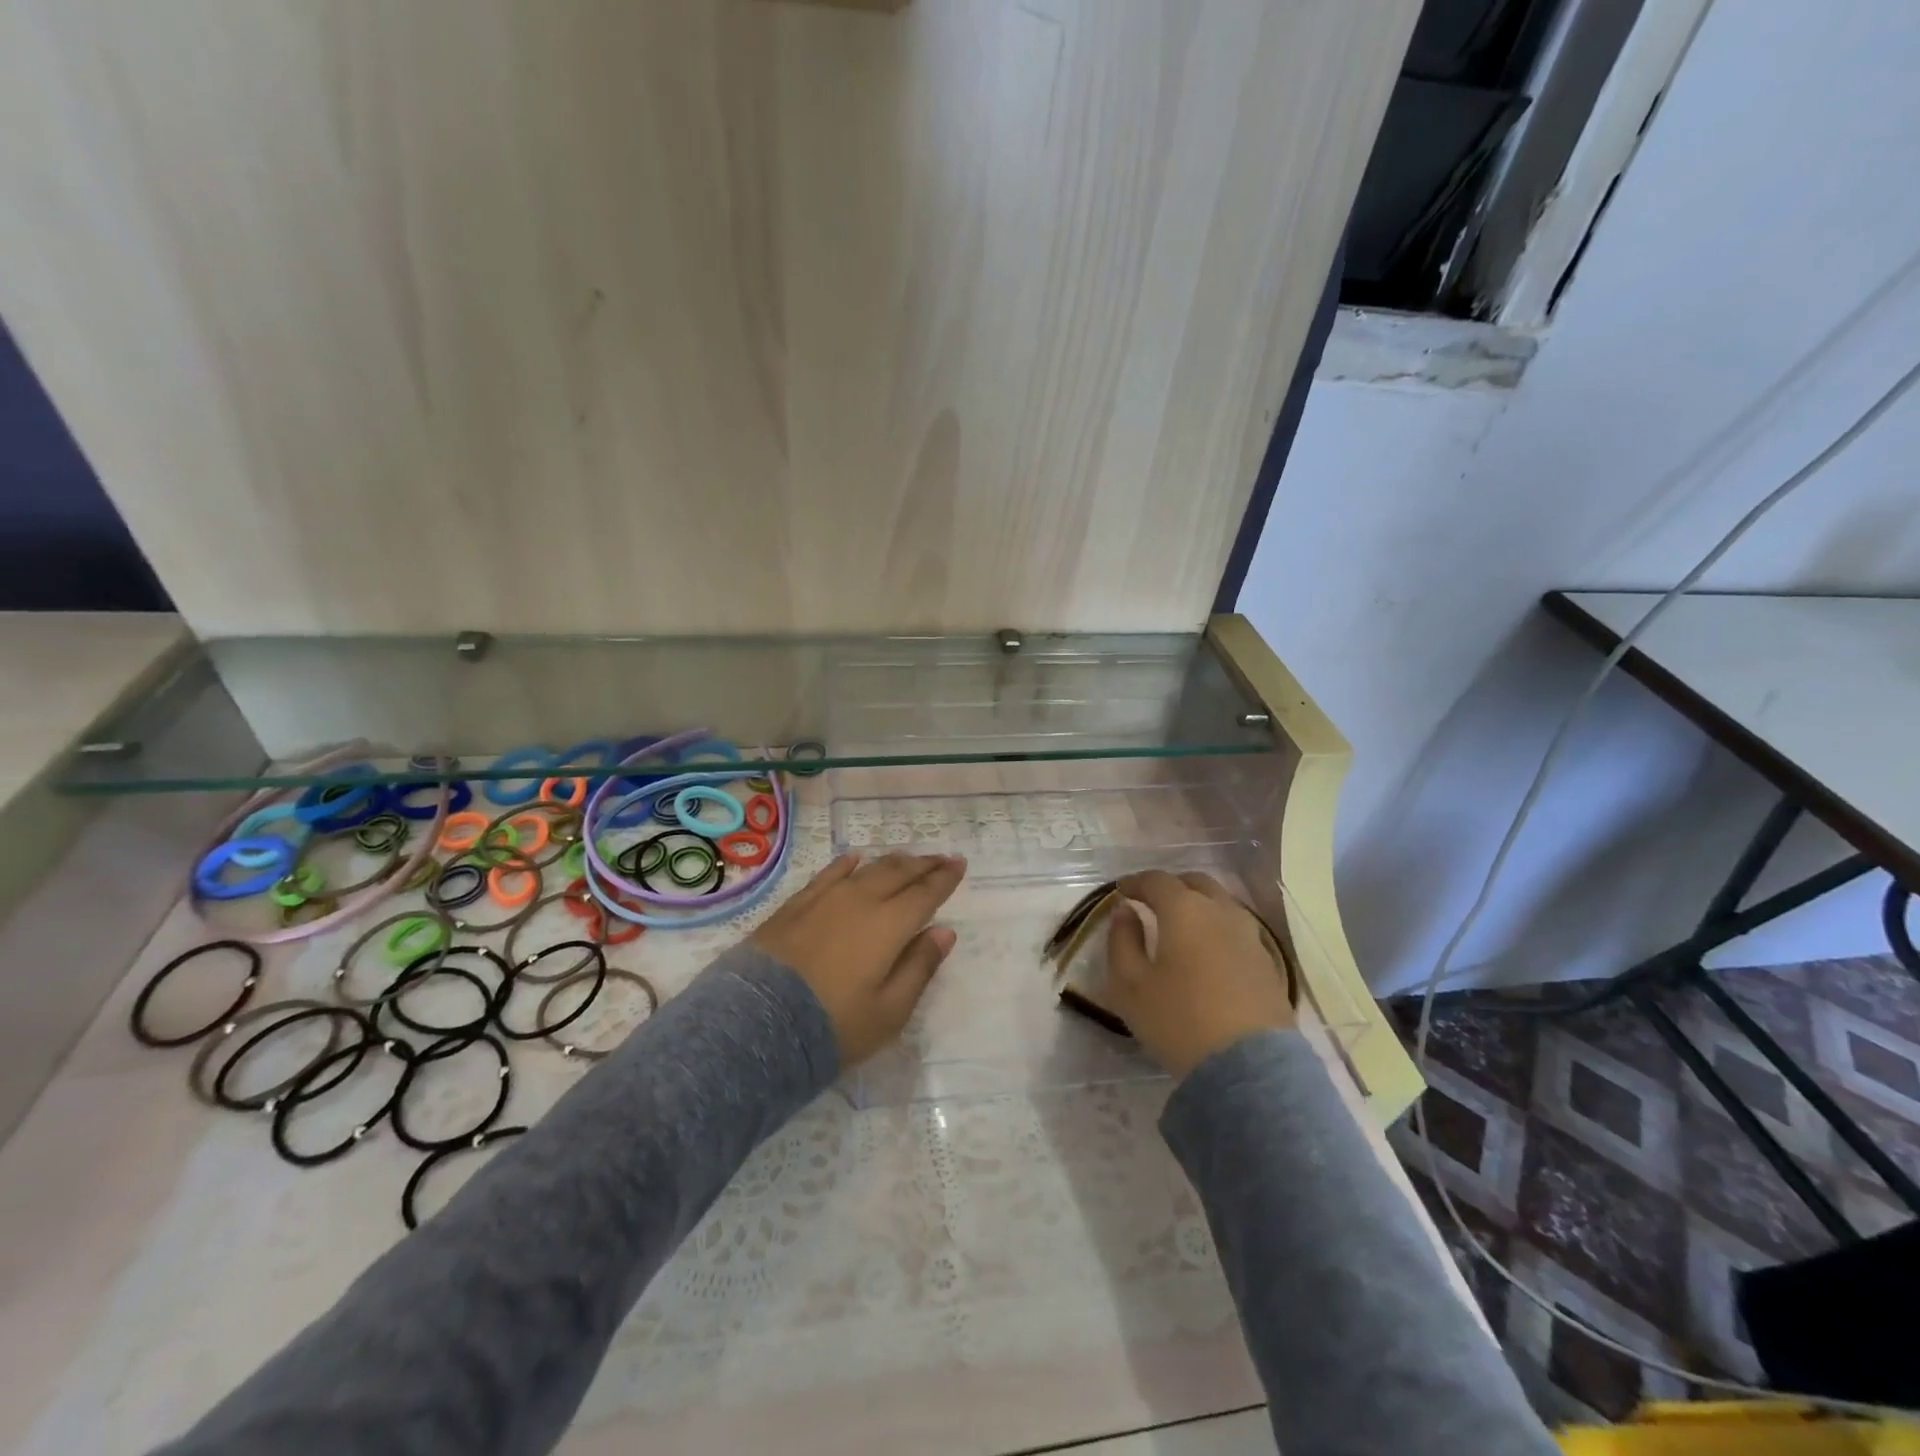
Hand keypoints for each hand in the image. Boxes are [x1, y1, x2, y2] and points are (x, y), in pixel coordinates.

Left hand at [752, 852, 966, 1065]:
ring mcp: (825, 899)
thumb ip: (920, 967)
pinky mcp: (796, 905)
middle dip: (924, 865)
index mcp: (890, 925)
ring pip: (867, 869)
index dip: (945, 878)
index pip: (925, 894)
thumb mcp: (889, 1011)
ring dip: (892, 862)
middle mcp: (861, 901)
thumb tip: (945, 931)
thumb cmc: (834, 1024)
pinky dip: (846, 864)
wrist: (758, 1023)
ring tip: (907, 859)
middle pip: (899, 873)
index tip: (959, 863)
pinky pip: (828, 874)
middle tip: (941, 859)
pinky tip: (854, 860)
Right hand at [1104, 870, 1293, 1078]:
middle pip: (1195, 883)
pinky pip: (1237, 929)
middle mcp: (1221, 911)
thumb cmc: (1179, 1020)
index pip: (1156, 880)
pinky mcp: (1268, 962)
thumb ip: (1121, 941)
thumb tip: (1125, 913)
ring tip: (1181, 926)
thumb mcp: (1130, 985)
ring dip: (1198, 905)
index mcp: (1184, 910)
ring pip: (1221, 903)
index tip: (1122, 890)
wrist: (1250, 1067)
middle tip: (1152, 902)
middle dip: (1170, 887)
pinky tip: (1208, 951)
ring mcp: (1250, 935)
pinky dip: (1217, 928)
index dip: (1136, 882)